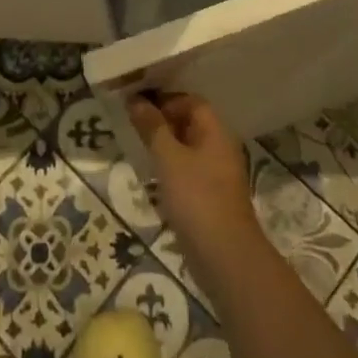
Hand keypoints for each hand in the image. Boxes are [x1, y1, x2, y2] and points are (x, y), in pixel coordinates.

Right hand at [129, 93, 260, 277]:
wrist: (225, 258)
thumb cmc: (197, 199)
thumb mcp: (169, 158)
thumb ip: (153, 128)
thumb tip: (136, 100)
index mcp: (216, 131)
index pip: (191, 101)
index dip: (165, 99)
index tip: (138, 104)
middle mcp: (220, 148)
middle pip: (190, 123)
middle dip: (162, 122)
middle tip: (132, 125)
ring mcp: (217, 175)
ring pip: (187, 150)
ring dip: (164, 147)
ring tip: (137, 149)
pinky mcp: (210, 199)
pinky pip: (188, 173)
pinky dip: (170, 170)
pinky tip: (151, 180)